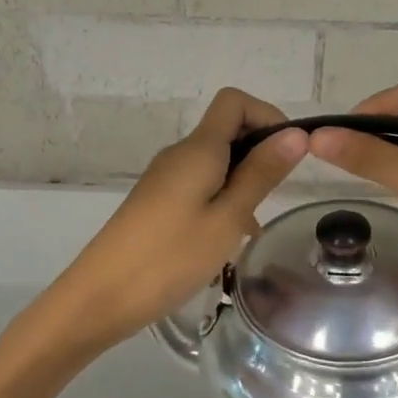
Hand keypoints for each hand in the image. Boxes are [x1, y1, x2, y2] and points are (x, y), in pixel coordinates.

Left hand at [36, 88, 307, 358]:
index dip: (267, 116)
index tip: (289, 154)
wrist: (100, 296)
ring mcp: (165, 178)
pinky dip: (222, 199)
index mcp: (198, 149)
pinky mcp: (157, 202)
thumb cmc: (170, 257)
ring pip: (215, 162)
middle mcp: (180, 154)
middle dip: (259, 153)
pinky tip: (228, 239)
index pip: (234, 101)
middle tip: (274, 197)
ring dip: (242, 182)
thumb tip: (296, 134)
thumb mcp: (227, 218)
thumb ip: (261, 174)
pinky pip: (199, 185)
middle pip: (226, 130)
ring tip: (252, 228)